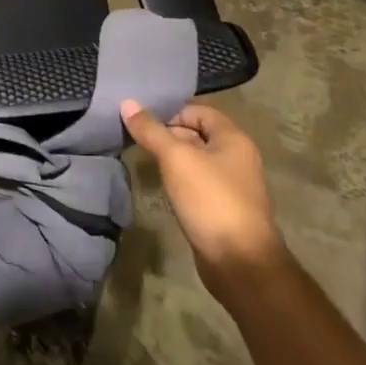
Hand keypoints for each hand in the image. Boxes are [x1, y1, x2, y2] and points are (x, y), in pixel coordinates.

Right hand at [122, 100, 284, 293]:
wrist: (239, 262)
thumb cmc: (210, 200)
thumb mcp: (176, 158)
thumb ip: (151, 130)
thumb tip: (127, 102)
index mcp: (233, 139)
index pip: (198, 111)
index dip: (170, 113)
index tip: (143, 124)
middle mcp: (237, 158)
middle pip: (197, 134)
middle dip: (167, 136)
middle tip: (137, 142)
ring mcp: (232, 185)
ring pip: (195, 161)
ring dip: (171, 160)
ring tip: (144, 162)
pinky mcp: (222, 208)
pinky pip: (197, 184)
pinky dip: (179, 181)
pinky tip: (161, 188)